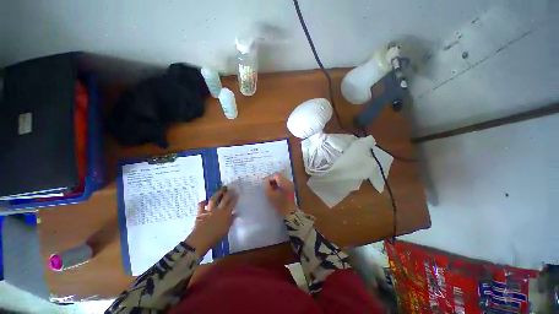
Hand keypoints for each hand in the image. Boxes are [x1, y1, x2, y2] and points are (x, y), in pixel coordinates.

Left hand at [186, 188, 237, 254]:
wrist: (201, 240)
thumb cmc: (216, 237)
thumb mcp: (226, 230)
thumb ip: (231, 220)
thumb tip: (235, 214)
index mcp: (226, 214)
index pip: (232, 204)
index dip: (235, 198)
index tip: (237, 193)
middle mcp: (218, 210)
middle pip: (224, 199)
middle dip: (228, 194)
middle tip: (231, 189)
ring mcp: (209, 210)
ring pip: (213, 199)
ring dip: (217, 194)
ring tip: (220, 190)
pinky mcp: (200, 213)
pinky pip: (201, 205)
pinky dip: (202, 203)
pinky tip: (204, 201)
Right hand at [264, 173, 296, 216]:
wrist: (291, 214)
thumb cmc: (280, 204)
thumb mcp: (271, 195)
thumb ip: (267, 187)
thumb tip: (266, 182)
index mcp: (285, 182)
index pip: (276, 175)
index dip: (269, 178)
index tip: (264, 184)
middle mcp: (289, 182)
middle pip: (279, 178)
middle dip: (272, 181)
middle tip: (266, 187)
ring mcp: (291, 187)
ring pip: (282, 182)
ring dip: (275, 185)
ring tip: (270, 191)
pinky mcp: (292, 191)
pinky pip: (284, 186)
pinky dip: (279, 188)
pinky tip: (275, 194)